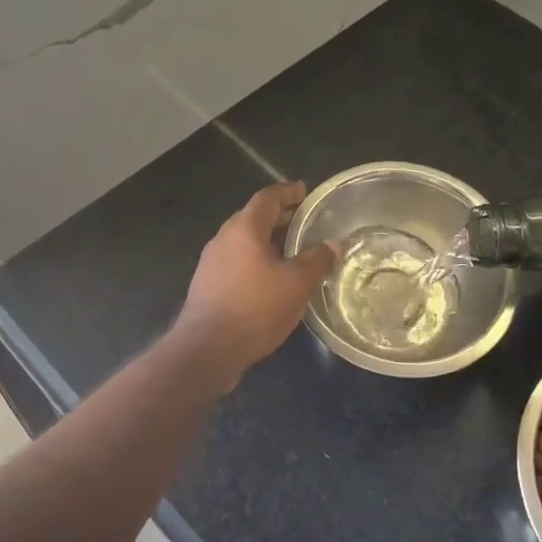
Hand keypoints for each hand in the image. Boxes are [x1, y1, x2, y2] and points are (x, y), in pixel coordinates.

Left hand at [175, 181, 338, 387]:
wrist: (207, 350)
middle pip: (254, 217)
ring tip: (291, 250)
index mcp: (244, 228)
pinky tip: (271, 279)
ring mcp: (211, 262)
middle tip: (303, 220)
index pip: (267, 198)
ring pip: (244, 241)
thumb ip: (317, 260)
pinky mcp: (207, 285)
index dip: (288, 192)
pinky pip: (236, 261)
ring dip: (267, 240)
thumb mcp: (297, 283)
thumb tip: (334, 244)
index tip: (304, 191)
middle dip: (279, 217)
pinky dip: (256, 260)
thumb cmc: (255, 307)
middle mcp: (223, 238)